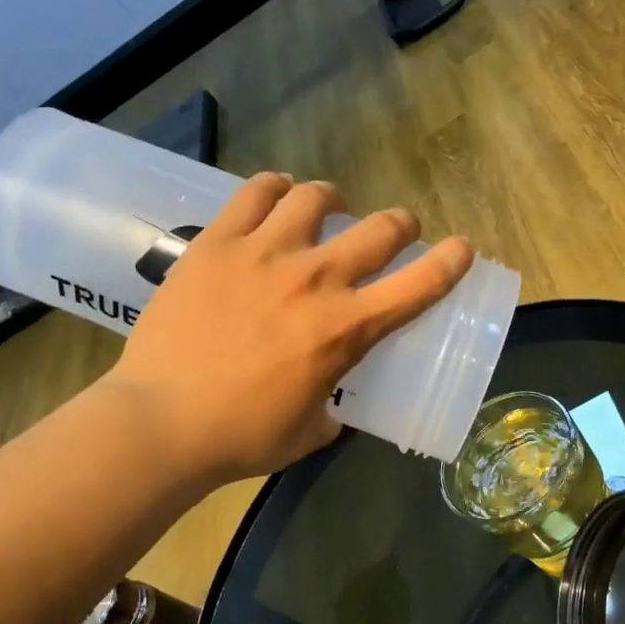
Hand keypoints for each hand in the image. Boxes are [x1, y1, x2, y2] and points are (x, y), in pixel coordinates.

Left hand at [106, 174, 472, 484]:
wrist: (161, 422)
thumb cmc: (243, 436)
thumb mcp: (311, 430)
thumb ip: (331, 403)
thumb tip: (328, 396)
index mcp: (347, 329)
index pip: (420, 284)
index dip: (452, 261)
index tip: (462, 248)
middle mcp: (316, 279)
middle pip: (380, 228)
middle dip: (400, 225)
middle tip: (394, 233)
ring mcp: (264, 254)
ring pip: (317, 197)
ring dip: (336, 201)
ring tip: (329, 209)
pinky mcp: (217, 243)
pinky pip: (255, 192)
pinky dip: (276, 187)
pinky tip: (277, 195)